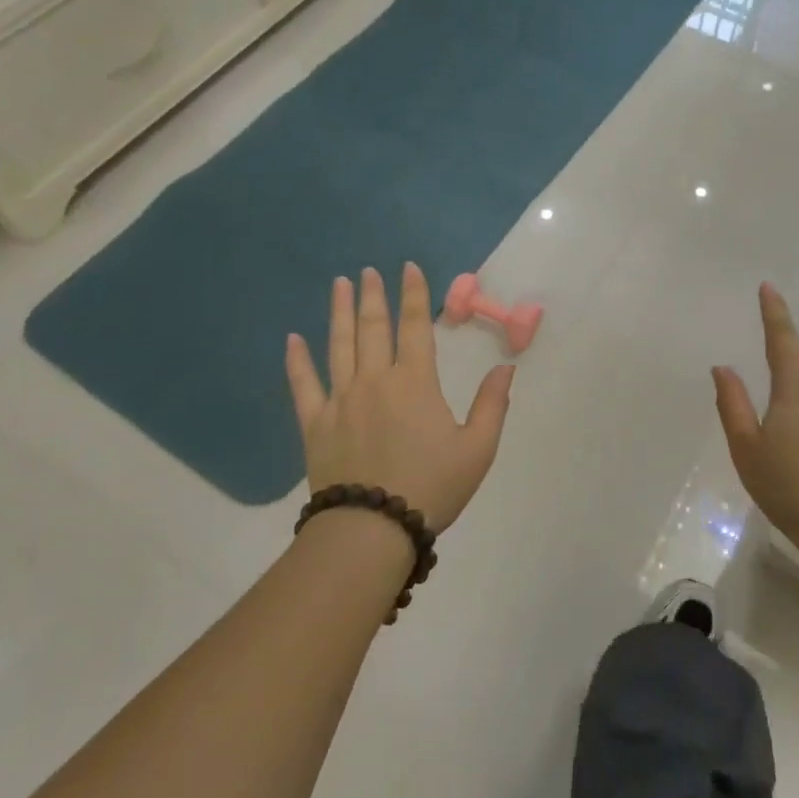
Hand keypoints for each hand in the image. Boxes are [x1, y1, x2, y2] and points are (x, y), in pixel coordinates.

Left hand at [286, 264, 514, 530]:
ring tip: (339, 284)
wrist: (372, 529)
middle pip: (372, 327)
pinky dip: (297, 361)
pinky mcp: (315, 424)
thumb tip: (506, 368)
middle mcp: (375, 380)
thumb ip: (492, 405)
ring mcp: (340, 400)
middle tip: (368, 271)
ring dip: (339, 312)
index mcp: (414, 382)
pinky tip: (292, 339)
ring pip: (338, 345)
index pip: (415, 326)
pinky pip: (303, 385)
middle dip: (373, 295)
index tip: (408, 268)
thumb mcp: (478, 449)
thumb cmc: (432, 486)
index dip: (414, 294)